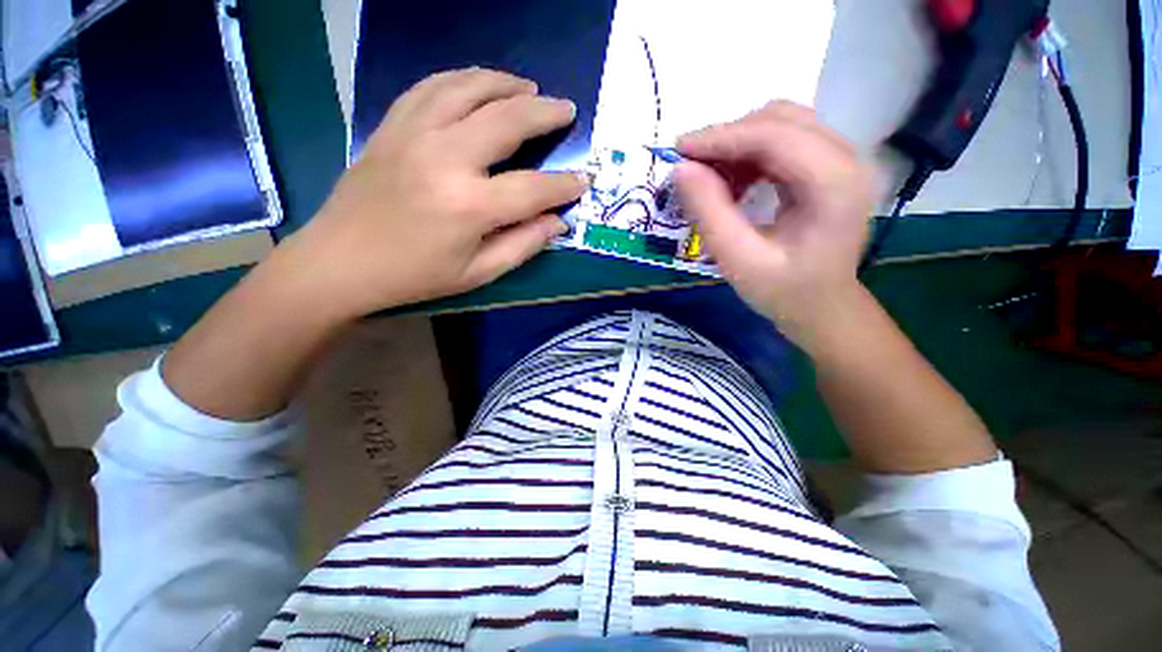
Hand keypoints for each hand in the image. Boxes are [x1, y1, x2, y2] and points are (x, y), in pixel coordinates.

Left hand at [277, 68, 587, 318]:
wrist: (340, 262)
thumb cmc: (415, 276)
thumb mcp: (477, 273)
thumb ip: (523, 245)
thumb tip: (557, 222)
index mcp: (469, 206)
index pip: (533, 189)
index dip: (564, 185)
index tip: (584, 180)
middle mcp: (445, 159)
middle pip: (506, 121)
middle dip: (545, 113)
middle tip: (567, 110)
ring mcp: (413, 134)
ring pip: (468, 89)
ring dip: (505, 84)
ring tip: (529, 87)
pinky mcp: (392, 126)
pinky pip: (431, 87)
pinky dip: (462, 79)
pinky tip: (478, 84)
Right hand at [674, 102, 876, 350]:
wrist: (823, 307)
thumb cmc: (784, 292)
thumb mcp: (739, 261)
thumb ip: (710, 214)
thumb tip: (681, 170)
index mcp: (836, 184)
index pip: (775, 135)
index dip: (722, 137)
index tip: (679, 151)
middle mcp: (848, 158)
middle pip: (781, 120)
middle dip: (729, 138)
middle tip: (691, 168)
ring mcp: (842, 159)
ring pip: (781, 125)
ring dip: (738, 145)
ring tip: (710, 179)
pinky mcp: (829, 165)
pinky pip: (784, 141)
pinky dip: (750, 154)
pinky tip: (734, 182)